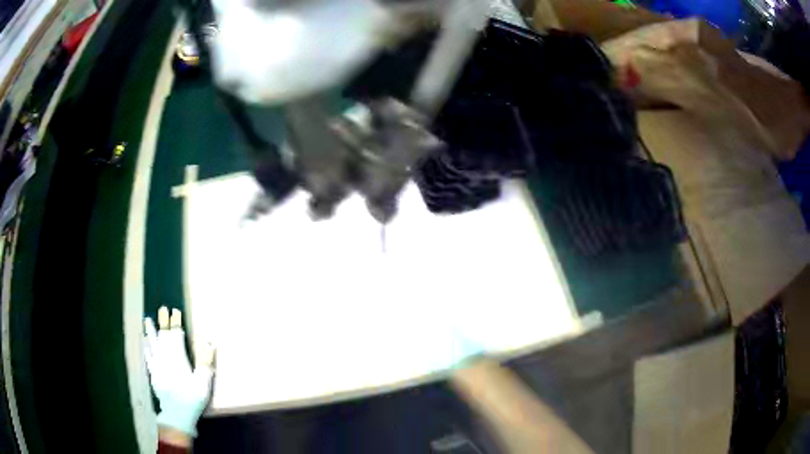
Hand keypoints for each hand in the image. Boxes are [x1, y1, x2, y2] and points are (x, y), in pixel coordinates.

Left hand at [144, 307, 213, 439]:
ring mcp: (158, 366)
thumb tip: (209, 342)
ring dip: (151, 332)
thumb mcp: (203, 382)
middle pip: (164, 337)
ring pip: (154, 345)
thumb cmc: (192, 398)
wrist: (177, 414)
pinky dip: (146, 348)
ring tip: (148, 320)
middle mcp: (165, 358)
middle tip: (162, 309)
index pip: (176, 336)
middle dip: (164, 323)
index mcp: (178, 358)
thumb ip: (205, 361)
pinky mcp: (153, 374)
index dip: (176, 323)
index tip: (175, 311)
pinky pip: (148, 358)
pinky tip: (144, 343)